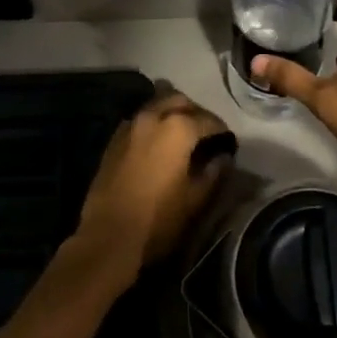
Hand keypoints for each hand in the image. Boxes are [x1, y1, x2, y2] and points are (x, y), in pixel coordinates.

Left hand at [76, 88, 230, 284]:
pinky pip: (139, 120)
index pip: (208, 120)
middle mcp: (153, 116)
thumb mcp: (195, 200)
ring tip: (182, 135)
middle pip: (180, 101)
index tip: (228, 143)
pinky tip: (157, 143)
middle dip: (196, 113)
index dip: (221, 131)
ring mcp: (130, 125)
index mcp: (178, 128)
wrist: (108, 236)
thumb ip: (213, 173)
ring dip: (172, 113)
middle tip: (205, 133)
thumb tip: (223, 158)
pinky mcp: (114, 138)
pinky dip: (153, 123)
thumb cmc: (158, 219)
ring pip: (157, 105)